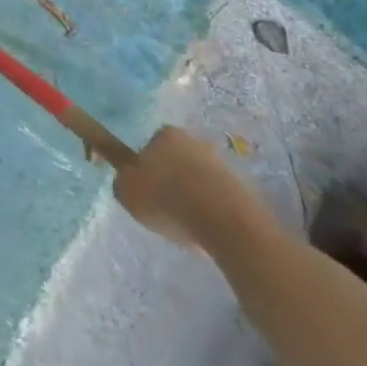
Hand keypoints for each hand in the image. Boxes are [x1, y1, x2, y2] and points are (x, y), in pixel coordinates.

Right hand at [113, 124, 264, 250]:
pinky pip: (218, 199)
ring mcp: (222, 164)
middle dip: (171, 182)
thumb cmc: (167, 198)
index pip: (149, 147)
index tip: (145, 192)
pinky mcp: (243, 188)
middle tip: (164, 210)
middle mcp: (194, 141)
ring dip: (193, 198)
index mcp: (165, 134)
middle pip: (175, 162)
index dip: (145, 170)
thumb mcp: (126, 190)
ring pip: (198, 181)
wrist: (226, 223)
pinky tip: (207, 231)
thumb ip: (123, 181)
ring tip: (188, 227)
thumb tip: (130, 181)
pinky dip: (212, 213)